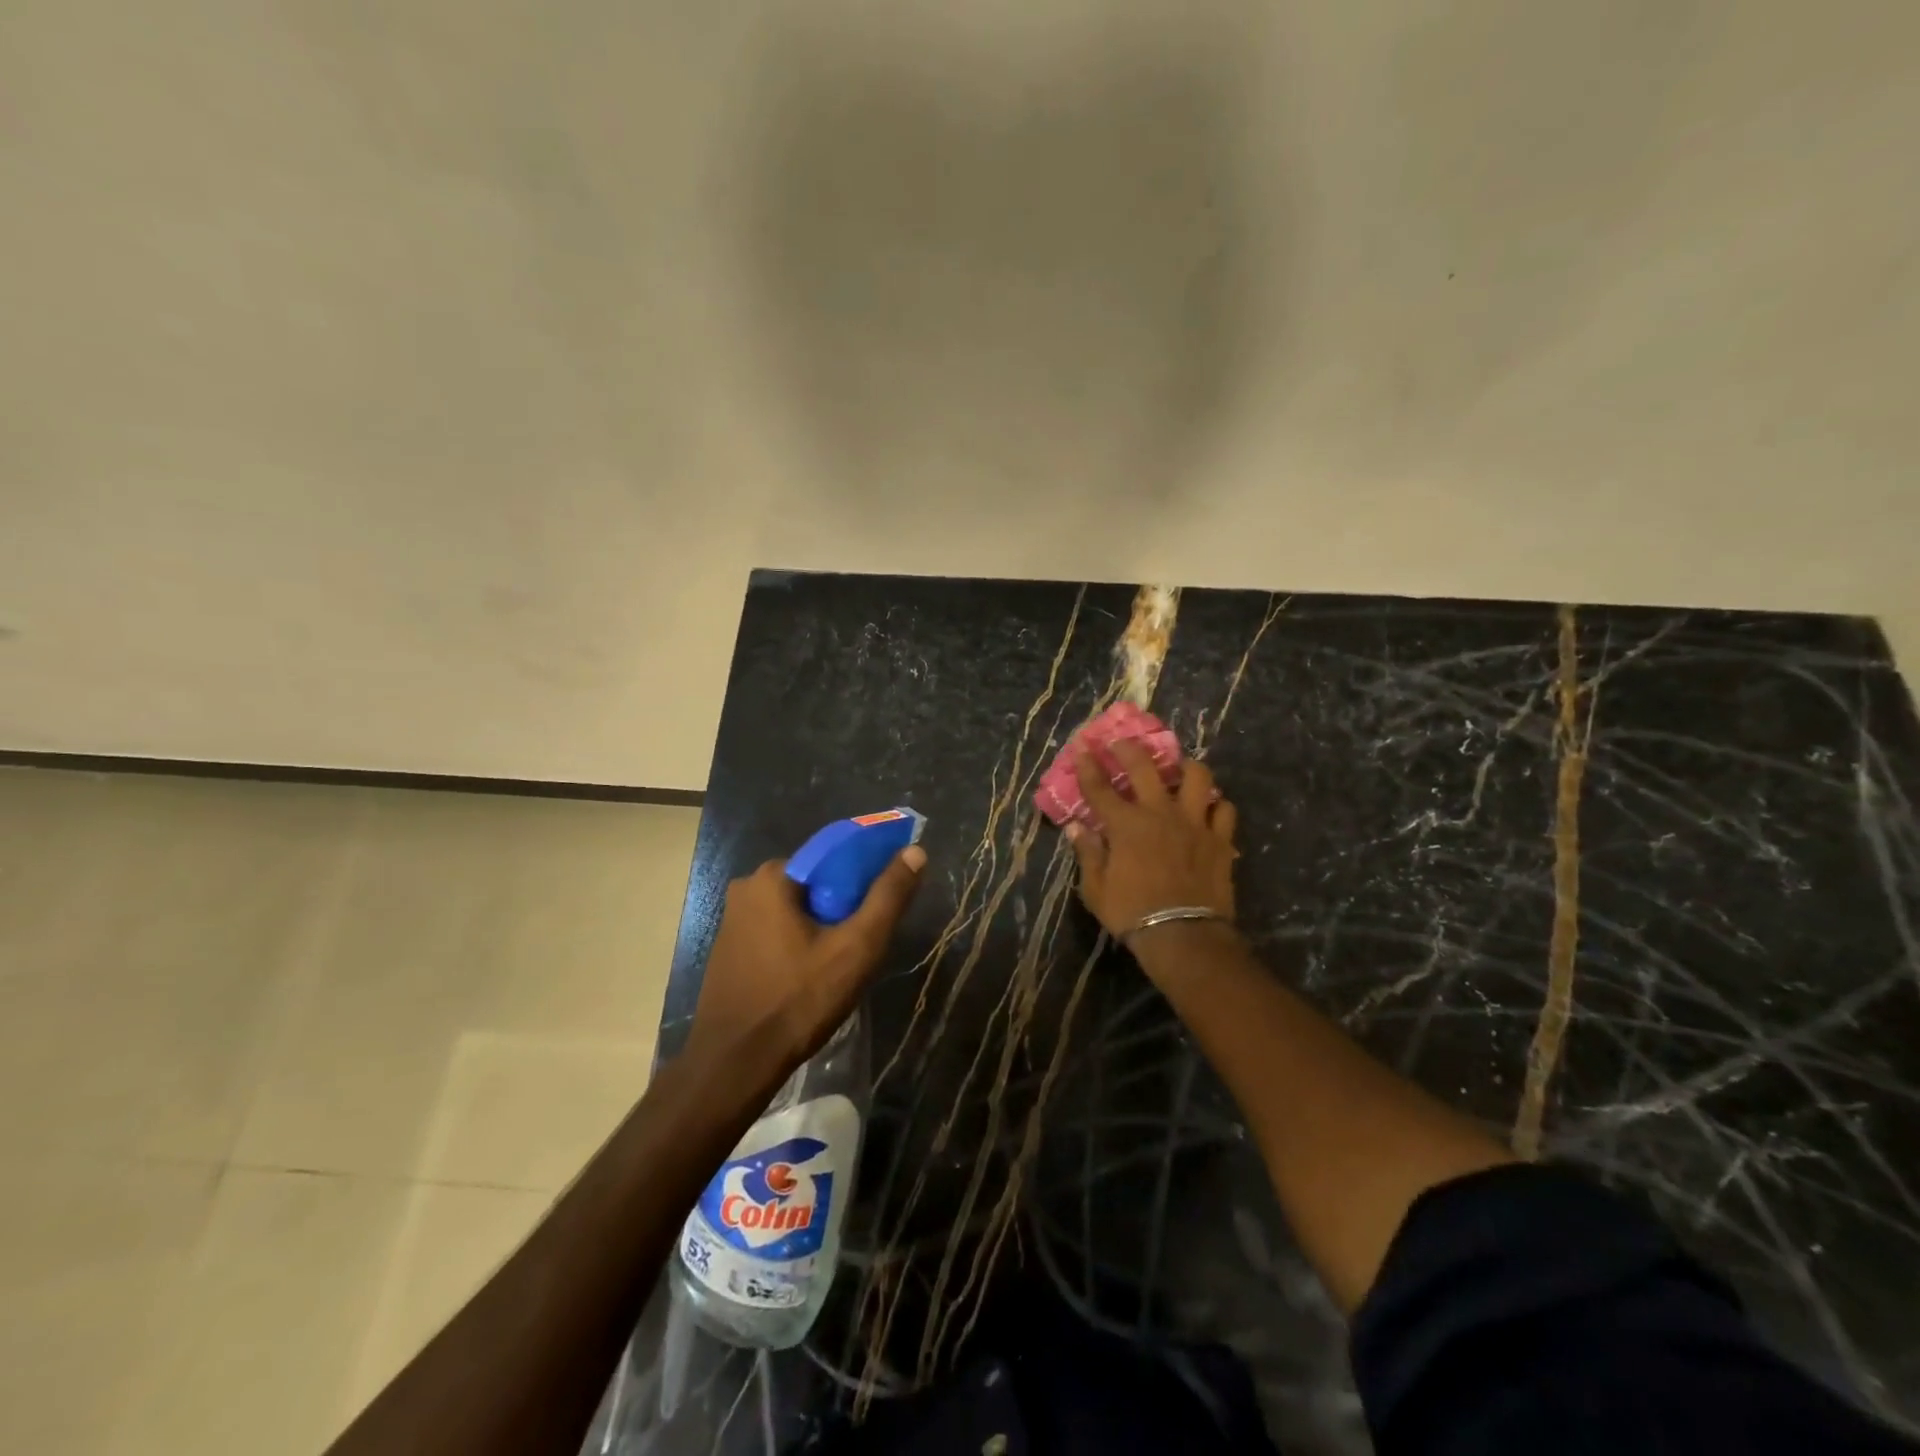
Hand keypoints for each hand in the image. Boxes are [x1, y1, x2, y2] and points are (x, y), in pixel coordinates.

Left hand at [688, 847, 925, 1074]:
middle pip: (815, 883)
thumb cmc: (798, 1000)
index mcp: (773, 877)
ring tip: (844, 963)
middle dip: (845, 905)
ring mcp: (733, 920)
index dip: (867, 874)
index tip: (885, 902)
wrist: (734, 1064)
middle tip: (865, 942)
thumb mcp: (856, 947)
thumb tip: (915, 852)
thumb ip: (888, 897)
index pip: (834, 856)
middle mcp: (747, 888)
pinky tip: (812, 974)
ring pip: (796, 909)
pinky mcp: (729, 949)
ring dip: (823, 926)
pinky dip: (799, 942)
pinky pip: (776, 930)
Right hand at [1066, 738, 1238, 942]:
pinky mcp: (1220, 839)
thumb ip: (1087, 853)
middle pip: (1145, 767)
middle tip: (1122, 742)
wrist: (1183, 936)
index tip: (1083, 748)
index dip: (1089, 767)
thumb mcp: (1096, 888)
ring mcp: (1194, 823)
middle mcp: (1159, 813)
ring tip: (1180, 768)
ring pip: (1197, 777)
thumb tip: (1075, 828)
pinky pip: (1224, 810)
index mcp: (1125, 825)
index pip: (1100, 788)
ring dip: (1186, 767)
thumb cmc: (1132, 913)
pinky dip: (1216, 805)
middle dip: (1129, 749)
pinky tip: (1209, 808)